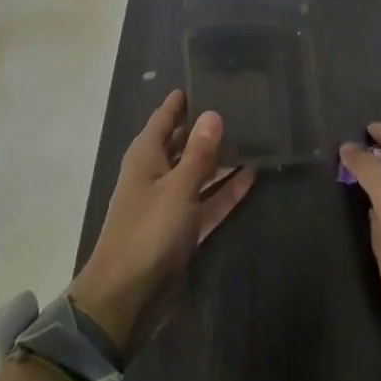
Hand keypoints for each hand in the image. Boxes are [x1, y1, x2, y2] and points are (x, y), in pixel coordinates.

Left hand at [69, 90, 255, 356]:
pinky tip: (251, 177)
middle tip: (241, 107)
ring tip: (253, 138)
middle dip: (207, 128)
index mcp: (146, 156)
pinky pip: (207, 201)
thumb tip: (213, 113)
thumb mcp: (178, 188)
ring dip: (221, 160)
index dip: (182, 101)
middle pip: (183, 143)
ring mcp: (169, 203)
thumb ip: (199, 153)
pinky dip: (225, 191)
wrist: (127, 299)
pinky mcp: (181, 231)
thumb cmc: (148, 233)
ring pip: (198, 173)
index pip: (165, 117)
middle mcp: (156, 174)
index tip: (206, 81)